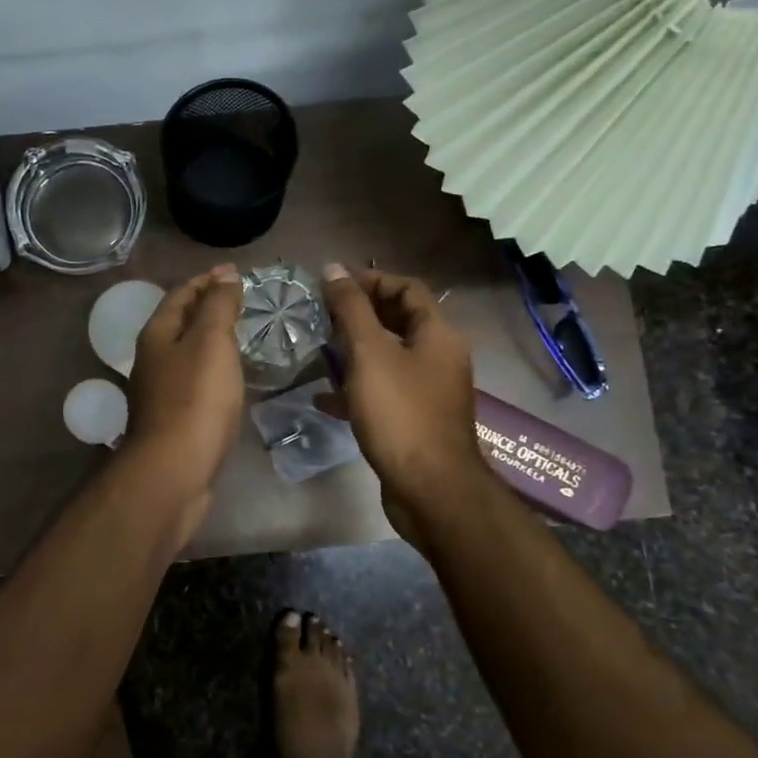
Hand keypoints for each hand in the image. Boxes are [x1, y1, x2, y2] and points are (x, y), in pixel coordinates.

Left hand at [125, 265, 245, 537]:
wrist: (174, 470)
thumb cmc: (195, 399)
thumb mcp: (211, 341)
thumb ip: (218, 306)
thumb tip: (224, 275)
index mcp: (157, 334)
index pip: (181, 294)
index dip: (207, 280)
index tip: (236, 274)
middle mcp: (152, 359)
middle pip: (180, 322)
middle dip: (208, 308)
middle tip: (244, 303)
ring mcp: (160, 392)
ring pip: (187, 354)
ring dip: (211, 340)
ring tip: (243, 336)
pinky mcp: (173, 419)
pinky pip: (195, 381)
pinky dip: (213, 369)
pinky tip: (232, 378)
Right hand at [318, 263, 484, 542]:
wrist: (430, 490)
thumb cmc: (400, 414)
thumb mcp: (370, 354)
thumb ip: (350, 309)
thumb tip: (334, 268)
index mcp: (438, 335)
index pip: (408, 289)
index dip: (371, 280)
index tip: (333, 285)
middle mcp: (439, 358)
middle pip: (399, 321)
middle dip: (360, 315)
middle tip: (321, 315)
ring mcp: (428, 392)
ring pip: (389, 359)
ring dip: (355, 351)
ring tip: (319, 349)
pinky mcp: (414, 422)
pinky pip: (383, 393)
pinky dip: (356, 389)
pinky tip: (323, 397)